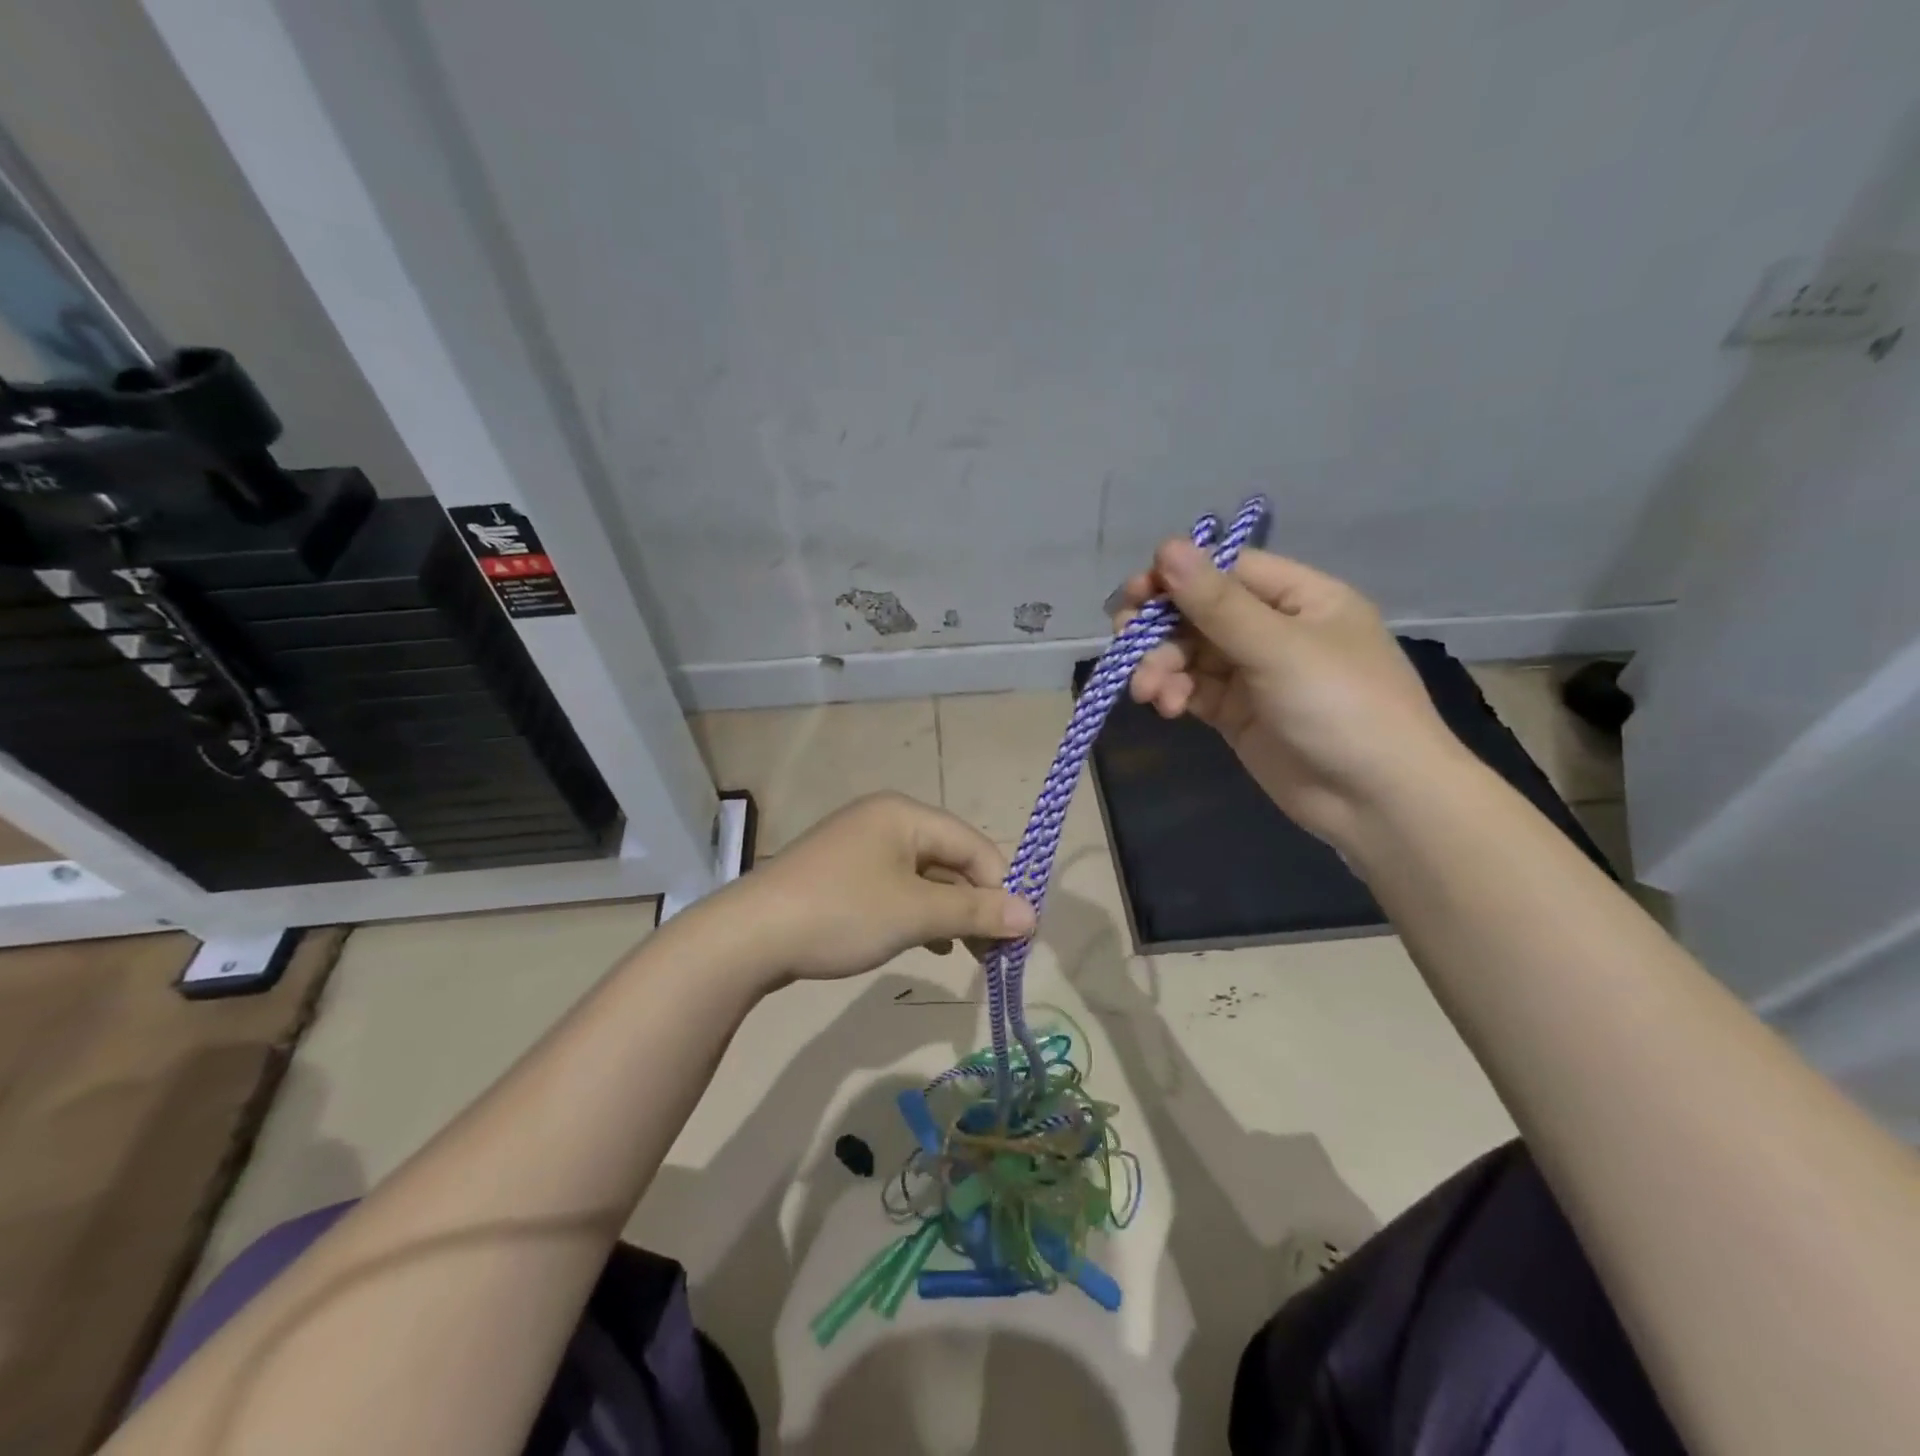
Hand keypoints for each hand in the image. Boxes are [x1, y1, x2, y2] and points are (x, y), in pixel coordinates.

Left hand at [715, 792, 1035, 982]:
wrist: (750, 936)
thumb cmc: (842, 913)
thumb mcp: (916, 913)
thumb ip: (975, 911)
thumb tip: (1033, 915)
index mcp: (905, 814)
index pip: (974, 845)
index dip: (1000, 889)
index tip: (1017, 937)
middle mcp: (885, 820)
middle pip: (950, 858)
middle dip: (975, 903)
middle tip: (994, 951)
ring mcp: (860, 847)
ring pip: (924, 877)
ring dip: (949, 912)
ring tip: (968, 952)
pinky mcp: (843, 875)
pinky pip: (896, 889)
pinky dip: (918, 914)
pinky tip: (929, 945)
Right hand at [1117, 539, 1461, 846]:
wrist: (1376, 801)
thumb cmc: (1340, 706)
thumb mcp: (1278, 648)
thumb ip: (1217, 602)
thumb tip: (1167, 546)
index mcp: (1300, 598)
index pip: (1228, 571)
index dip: (1179, 577)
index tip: (1136, 592)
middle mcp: (1275, 629)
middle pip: (1201, 613)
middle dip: (1161, 627)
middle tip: (1123, 637)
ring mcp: (1255, 674)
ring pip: (1190, 654)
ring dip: (1161, 666)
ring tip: (1147, 691)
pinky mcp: (1237, 714)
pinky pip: (1194, 690)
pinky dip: (1174, 694)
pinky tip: (1166, 707)